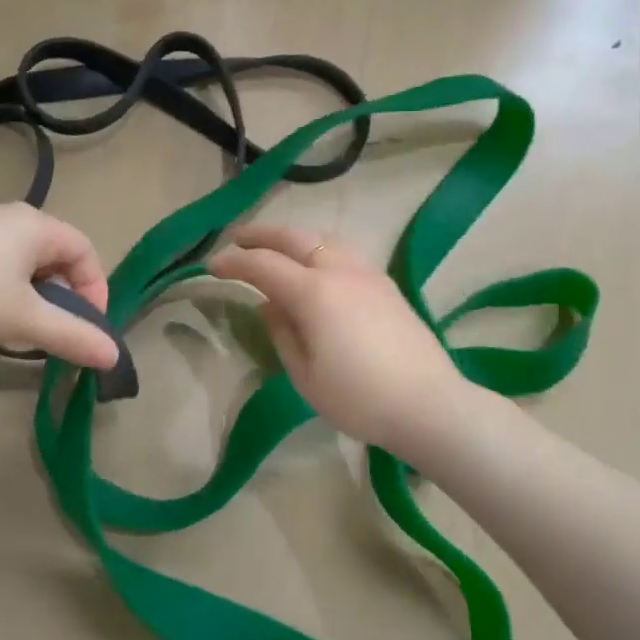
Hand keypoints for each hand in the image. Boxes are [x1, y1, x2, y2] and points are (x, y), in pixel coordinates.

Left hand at [0, 204, 118, 368]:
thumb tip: (114, 356)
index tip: (87, 329)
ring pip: (22, 265)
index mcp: (34, 224)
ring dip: (32, 299)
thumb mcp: (23, 321)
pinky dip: (2, 294)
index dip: (95, 290)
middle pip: (55, 257)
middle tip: (53, 334)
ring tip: (16, 332)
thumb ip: (73, 336)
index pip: (85, 251)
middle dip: (63, 298)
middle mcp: (7, 217)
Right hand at [208, 225, 471, 455]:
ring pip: (322, 240)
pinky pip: (343, 254)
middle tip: (237, 239)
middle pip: (294, 238)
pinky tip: (315, 267)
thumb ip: (282, 333)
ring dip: (292, 238)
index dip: (233, 262)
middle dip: (261, 235)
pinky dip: (318, 250)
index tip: (211, 266)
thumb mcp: (305, 376)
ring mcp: (368, 274)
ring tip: (275, 249)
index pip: (262, 265)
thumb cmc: (359, 399)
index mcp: (314, 293)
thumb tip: (270, 305)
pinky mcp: (386, 285)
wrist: (429, 405)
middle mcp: (340, 271)